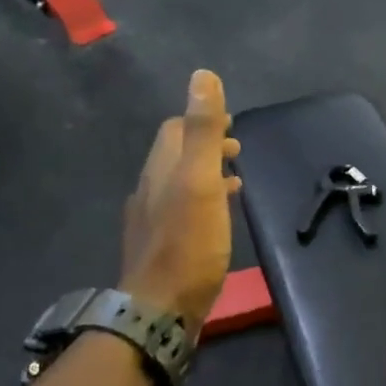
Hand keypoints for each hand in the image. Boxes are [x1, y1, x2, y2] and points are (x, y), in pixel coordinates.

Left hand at [121, 70, 242, 334]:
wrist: (160, 309)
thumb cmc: (187, 244)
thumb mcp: (200, 181)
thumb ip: (203, 130)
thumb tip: (202, 76)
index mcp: (160, 169)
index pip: (175, 129)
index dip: (201, 120)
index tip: (231, 124)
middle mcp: (149, 189)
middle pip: (175, 155)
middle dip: (205, 146)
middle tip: (236, 150)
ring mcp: (151, 220)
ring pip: (178, 184)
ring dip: (204, 174)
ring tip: (234, 179)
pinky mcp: (160, 247)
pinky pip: (181, 211)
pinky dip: (201, 201)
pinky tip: (216, 217)